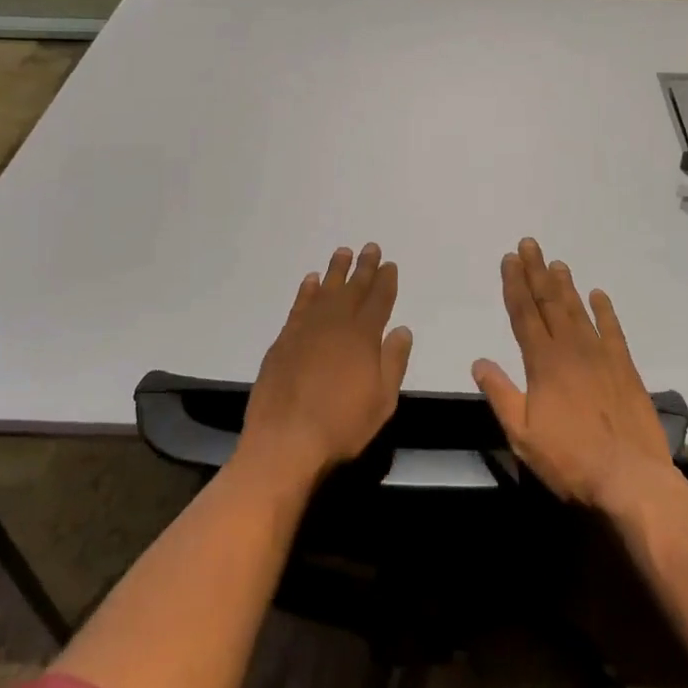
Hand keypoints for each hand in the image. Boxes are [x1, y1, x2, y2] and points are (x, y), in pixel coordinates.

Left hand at [239, 243, 412, 486]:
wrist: (284, 440)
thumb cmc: (341, 425)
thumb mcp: (382, 401)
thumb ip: (393, 362)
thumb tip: (402, 329)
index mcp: (363, 336)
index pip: (379, 300)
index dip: (386, 281)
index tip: (389, 265)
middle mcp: (335, 323)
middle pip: (353, 288)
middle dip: (364, 267)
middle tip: (370, 247)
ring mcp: (307, 329)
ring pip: (326, 290)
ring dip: (336, 270)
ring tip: (343, 252)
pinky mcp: (284, 339)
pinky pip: (300, 304)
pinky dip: (308, 290)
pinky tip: (312, 280)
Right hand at [472, 238, 674, 513]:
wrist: (630, 477)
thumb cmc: (570, 459)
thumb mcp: (522, 434)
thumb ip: (500, 394)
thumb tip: (479, 361)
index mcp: (543, 362)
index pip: (523, 313)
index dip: (514, 284)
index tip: (509, 259)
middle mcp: (570, 348)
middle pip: (549, 301)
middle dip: (536, 271)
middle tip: (529, 244)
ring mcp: (600, 355)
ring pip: (578, 310)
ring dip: (565, 284)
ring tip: (556, 262)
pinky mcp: (624, 367)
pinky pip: (612, 330)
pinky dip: (604, 310)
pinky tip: (598, 294)